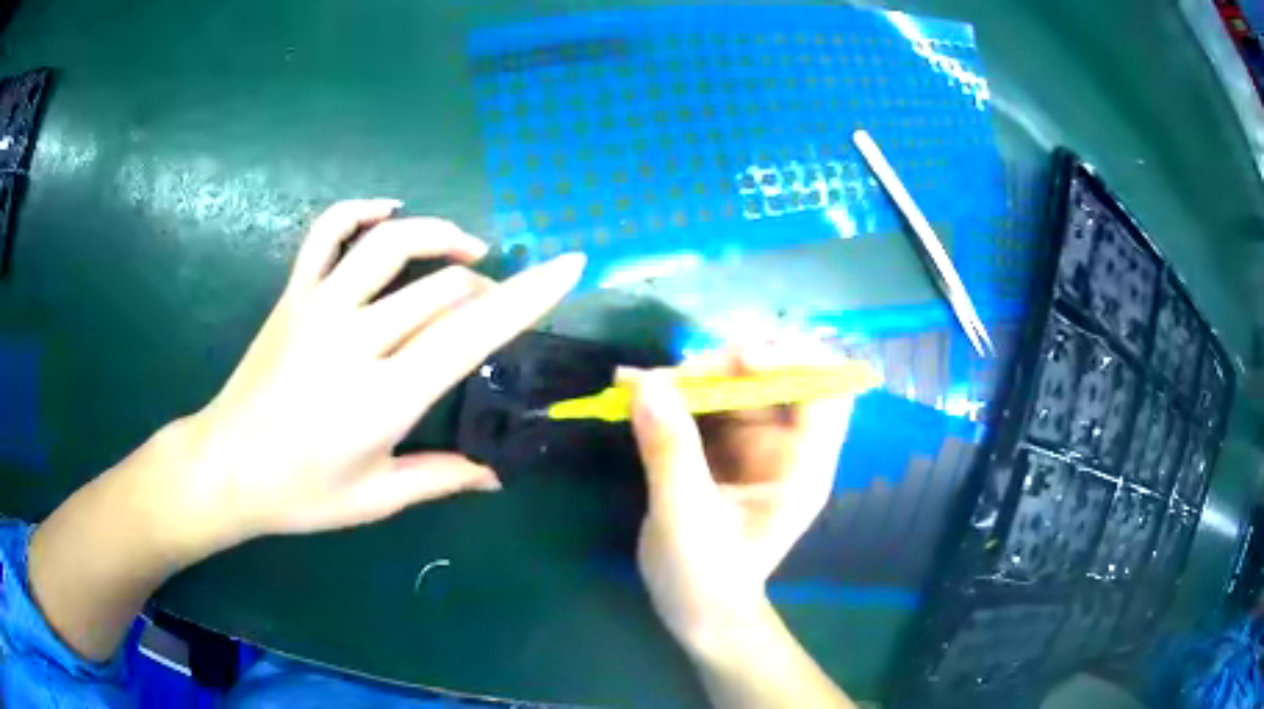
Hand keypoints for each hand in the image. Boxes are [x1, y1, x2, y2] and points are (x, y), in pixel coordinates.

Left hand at [172, 199, 584, 549]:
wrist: (226, 468)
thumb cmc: (301, 494)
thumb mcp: (377, 498)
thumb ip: (442, 478)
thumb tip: (498, 474)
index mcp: (383, 399)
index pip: (471, 334)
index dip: (527, 296)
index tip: (569, 266)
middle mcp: (354, 340)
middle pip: (442, 286)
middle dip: (486, 289)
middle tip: (493, 307)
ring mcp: (318, 307)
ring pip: (391, 244)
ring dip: (440, 236)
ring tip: (467, 249)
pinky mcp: (293, 294)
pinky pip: (327, 231)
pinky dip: (362, 209)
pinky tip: (389, 210)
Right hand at [624, 345, 853, 653]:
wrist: (695, 611)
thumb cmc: (704, 577)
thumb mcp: (685, 517)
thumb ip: (669, 450)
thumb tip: (647, 381)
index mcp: (802, 466)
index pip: (825, 391)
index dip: (794, 361)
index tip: (741, 359)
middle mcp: (786, 446)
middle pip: (776, 377)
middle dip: (728, 366)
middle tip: (677, 376)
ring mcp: (754, 444)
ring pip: (735, 384)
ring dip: (694, 376)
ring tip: (644, 383)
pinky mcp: (722, 447)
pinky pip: (704, 403)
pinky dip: (673, 392)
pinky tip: (633, 388)